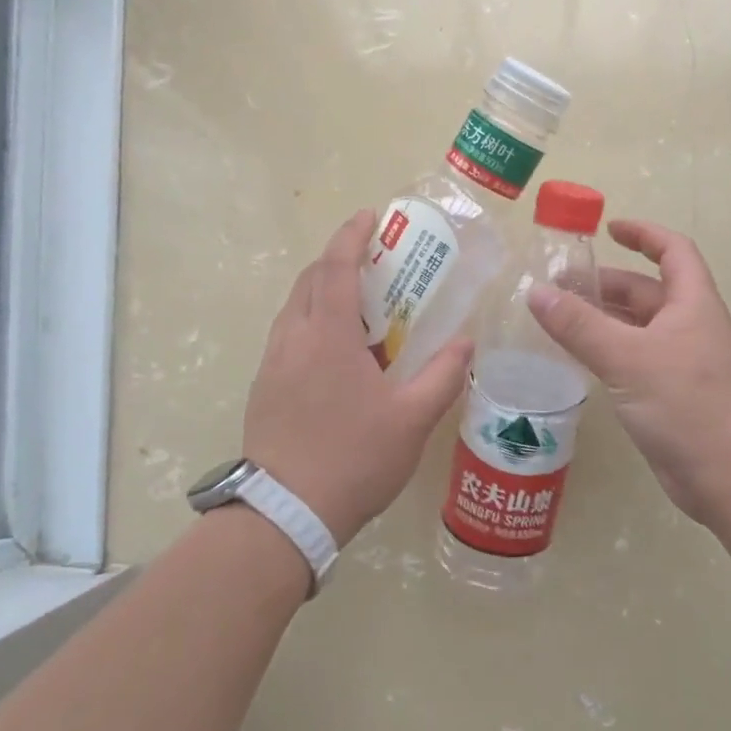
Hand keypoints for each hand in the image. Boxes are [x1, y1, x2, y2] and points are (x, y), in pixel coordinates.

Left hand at [244, 210, 471, 547]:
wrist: (286, 513)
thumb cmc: (354, 459)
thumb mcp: (412, 420)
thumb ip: (443, 375)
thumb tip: (466, 342)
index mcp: (327, 337)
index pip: (334, 268)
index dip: (351, 236)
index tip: (370, 217)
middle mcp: (292, 340)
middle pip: (309, 281)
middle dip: (337, 261)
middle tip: (374, 264)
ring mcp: (272, 365)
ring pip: (295, 310)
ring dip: (323, 295)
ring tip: (360, 309)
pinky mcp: (264, 389)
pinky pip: (288, 338)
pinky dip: (313, 325)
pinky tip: (338, 356)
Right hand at [529, 219, 730, 525]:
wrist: (729, 475)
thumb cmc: (687, 404)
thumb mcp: (628, 358)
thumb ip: (580, 325)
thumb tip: (537, 292)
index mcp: (691, 303)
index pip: (672, 250)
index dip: (643, 233)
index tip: (607, 228)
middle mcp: (688, 326)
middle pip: (646, 290)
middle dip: (604, 284)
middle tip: (556, 288)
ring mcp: (679, 362)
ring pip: (635, 328)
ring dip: (600, 319)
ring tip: (555, 319)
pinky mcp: (668, 394)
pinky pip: (632, 359)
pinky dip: (605, 351)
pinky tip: (576, 359)